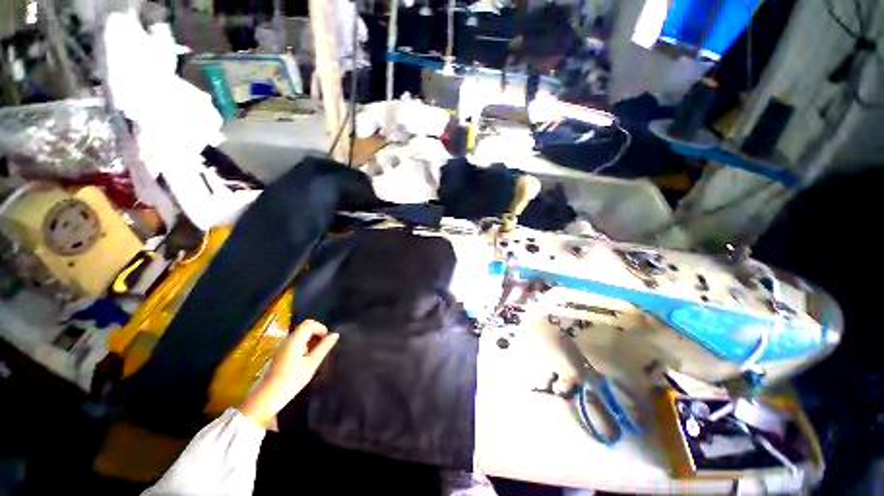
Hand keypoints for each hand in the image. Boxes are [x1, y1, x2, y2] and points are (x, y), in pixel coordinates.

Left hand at [240, 320, 338, 427]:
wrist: (264, 400)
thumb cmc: (290, 381)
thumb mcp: (311, 364)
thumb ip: (324, 347)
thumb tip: (335, 334)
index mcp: (294, 340)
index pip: (309, 323)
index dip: (321, 328)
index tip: (328, 341)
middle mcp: (286, 340)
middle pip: (304, 328)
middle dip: (317, 335)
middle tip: (324, 349)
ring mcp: (280, 348)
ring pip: (300, 337)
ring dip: (311, 342)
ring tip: (315, 357)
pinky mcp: (278, 356)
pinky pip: (294, 345)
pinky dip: (303, 348)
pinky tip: (305, 363)